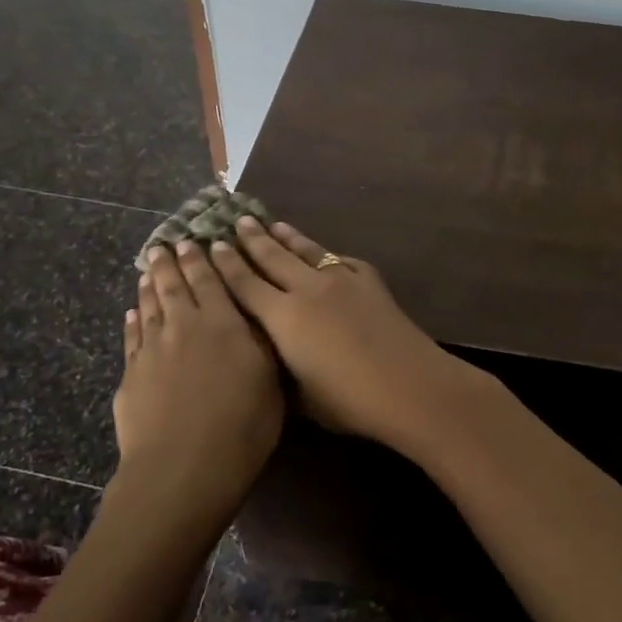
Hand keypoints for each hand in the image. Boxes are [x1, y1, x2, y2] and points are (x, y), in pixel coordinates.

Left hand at [111, 241, 284, 518]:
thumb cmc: (243, 426)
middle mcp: (184, 326)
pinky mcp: (131, 375)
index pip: (210, 280)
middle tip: (164, 244)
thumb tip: (253, 315)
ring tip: (148, 269)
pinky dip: (133, 321)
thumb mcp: (270, 380)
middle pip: (173, 286)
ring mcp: (153, 350)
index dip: (202, 259)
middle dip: (170, 262)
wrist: (183, 469)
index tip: (194, 240)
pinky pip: (132, 338)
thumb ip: (260, 342)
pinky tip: (132, 314)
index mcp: (223, 323)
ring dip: (149, 285)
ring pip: (149, 307)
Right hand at [207, 218, 481, 449]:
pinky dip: (324, 254)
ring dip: (286, 236)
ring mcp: (340, 280)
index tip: (213, 244)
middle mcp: (307, 289)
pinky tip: (322, 252)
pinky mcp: (368, 280)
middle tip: (236, 220)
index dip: (227, 264)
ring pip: (306, 251)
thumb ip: (281, 367)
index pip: (245, 285)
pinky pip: (339, 260)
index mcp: (283, 318)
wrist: (408, 384)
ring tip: (272, 223)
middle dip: (252, 239)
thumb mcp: (300, 395)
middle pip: (272, 257)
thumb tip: (272, 354)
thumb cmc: (348, 401)